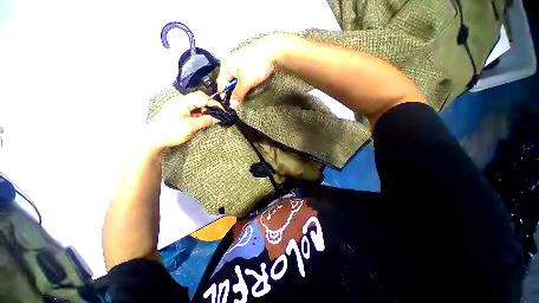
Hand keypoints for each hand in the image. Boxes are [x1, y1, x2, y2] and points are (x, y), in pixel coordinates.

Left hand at [144, 91, 216, 152]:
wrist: (153, 139)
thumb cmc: (170, 132)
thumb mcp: (190, 127)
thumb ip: (205, 121)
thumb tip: (217, 118)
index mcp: (183, 102)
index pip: (203, 98)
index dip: (214, 103)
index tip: (223, 111)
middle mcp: (181, 101)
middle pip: (200, 98)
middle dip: (210, 106)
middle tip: (217, 115)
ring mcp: (179, 106)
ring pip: (197, 104)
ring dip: (205, 110)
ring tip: (211, 119)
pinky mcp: (179, 112)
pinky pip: (193, 109)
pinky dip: (200, 113)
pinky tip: (202, 119)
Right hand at [216, 34, 291, 104]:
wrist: (273, 52)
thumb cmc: (256, 66)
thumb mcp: (246, 82)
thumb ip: (238, 94)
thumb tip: (232, 106)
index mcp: (226, 66)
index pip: (221, 85)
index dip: (225, 96)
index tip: (231, 106)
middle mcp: (230, 64)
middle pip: (229, 83)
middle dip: (235, 93)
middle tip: (241, 100)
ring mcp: (239, 64)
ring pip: (237, 82)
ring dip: (242, 89)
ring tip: (248, 93)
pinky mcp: (248, 65)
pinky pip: (244, 78)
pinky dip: (246, 84)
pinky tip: (252, 86)